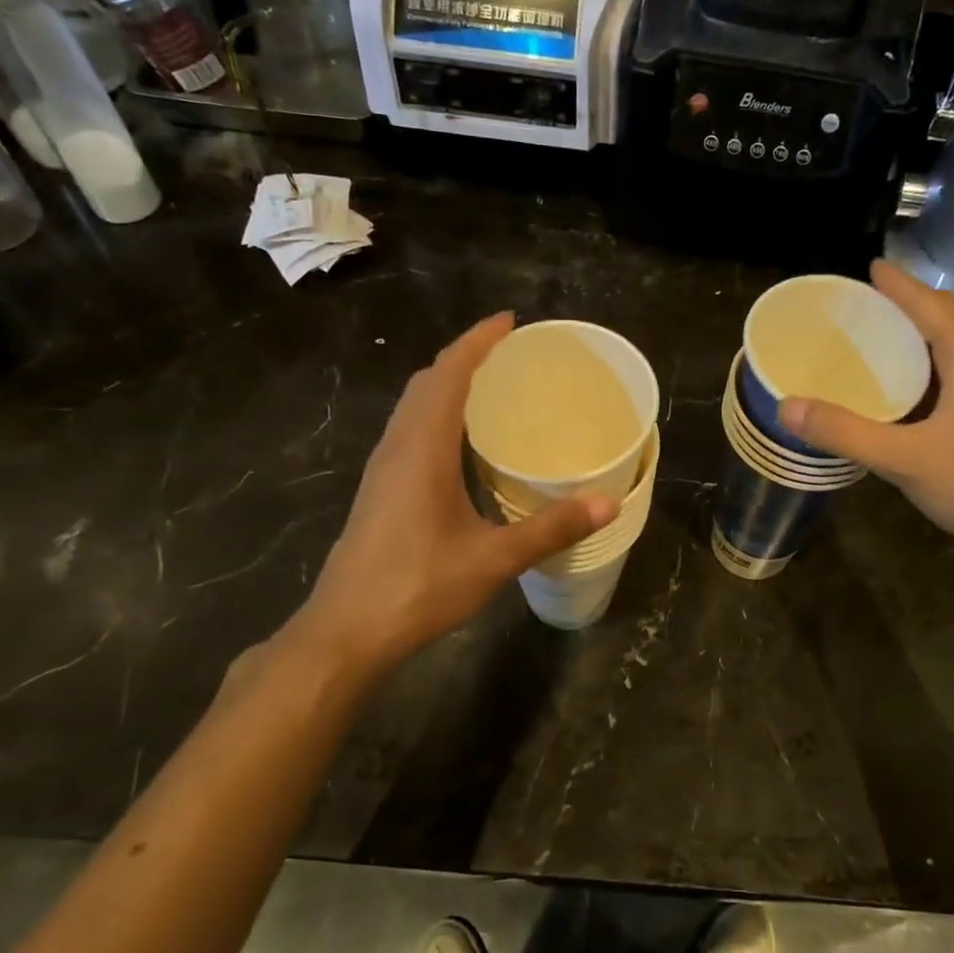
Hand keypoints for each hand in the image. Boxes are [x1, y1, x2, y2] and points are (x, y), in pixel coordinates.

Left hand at [283, 313, 614, 677]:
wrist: (346, 630)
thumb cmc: (418, 586)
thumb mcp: (494, 558)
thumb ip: (551, 528)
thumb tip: (608, 503)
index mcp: (423, 447)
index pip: (449, 373)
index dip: (478, 341)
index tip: (509, 322)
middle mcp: (398, 446)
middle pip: (428, 381)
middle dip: (466, 357)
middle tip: (510, 355)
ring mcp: (383, 468)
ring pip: (414, 406)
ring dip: (448, 384)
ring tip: (491, 388)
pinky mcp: (379, 489)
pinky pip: (410, 430)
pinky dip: (437, 414)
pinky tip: (462, 443)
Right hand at [780, 260, 953, 568]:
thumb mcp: (902, 458)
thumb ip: (844, 432)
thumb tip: (787, 406)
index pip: (931, 305)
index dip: (899, 285)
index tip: (870, 267)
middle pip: (950, 316)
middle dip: (913, 301)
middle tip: (870, 300)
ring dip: (925, 330)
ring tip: (885, 333)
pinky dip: (934, 359)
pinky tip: (911, 385)